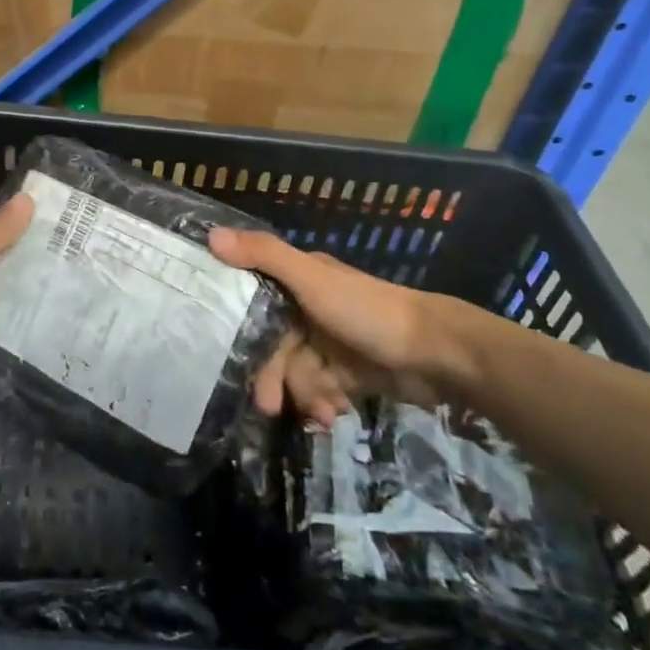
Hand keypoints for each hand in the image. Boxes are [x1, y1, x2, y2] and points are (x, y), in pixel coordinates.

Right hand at [208, 228, 463, 423]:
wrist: (438, 354)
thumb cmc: (368, 311)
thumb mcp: (312, 279)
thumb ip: (265, 256)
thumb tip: (211, 236)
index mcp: (298, 281)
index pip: (254, 305)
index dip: (242, 333)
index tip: (229, 359)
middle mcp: (309, 308)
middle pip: (274, 346)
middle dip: (274, 377)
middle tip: (270, 407)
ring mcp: (329, 342)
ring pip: (296, 373)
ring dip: (304, 395)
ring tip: (322, 411)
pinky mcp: (348, 372)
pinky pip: (320, 390)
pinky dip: (324, 403)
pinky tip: (335, 414)